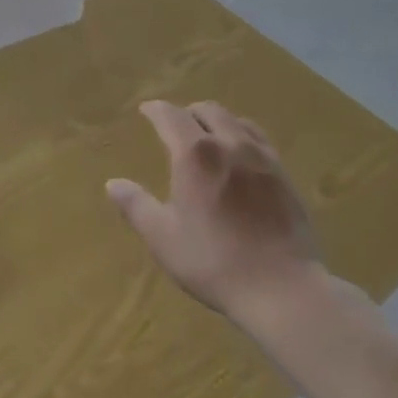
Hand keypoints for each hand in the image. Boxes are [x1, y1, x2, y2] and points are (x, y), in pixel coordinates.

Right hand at [107, 100, 322, 326]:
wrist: (282, 287)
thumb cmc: (214, 261)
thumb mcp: (163, 238)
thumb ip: (136, 205)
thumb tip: (113, 183)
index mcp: (195, 154)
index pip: (170, 115)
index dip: (155, 110)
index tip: (146, 111)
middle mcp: (229, 143)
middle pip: (207, 110)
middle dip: (187, 112)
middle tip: (175, 127)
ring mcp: (261, 156)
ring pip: (235, 120)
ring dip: (216, 121)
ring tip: (208, 137)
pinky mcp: (284, 173)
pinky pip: (259, 139)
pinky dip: (242, 135)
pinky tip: (240, 156)